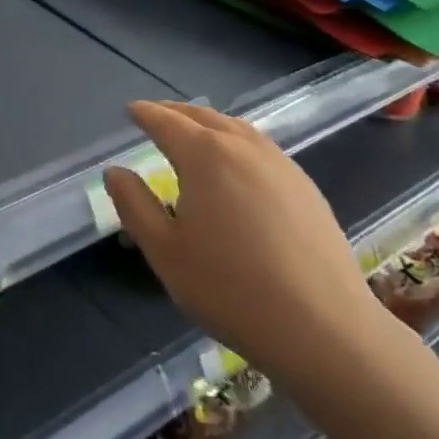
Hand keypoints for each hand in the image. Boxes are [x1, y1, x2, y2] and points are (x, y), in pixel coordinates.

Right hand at [104, 101, 397, 389]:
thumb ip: (135, 205)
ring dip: (209, 123)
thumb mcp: (165, 251)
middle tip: (156, 115)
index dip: (145, 114)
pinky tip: (236, 165)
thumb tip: (115, 171)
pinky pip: (261, 148)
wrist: (323, 328)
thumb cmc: (230, 288)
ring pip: (237, 128)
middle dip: (175, 112)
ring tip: (194, 133)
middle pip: (203, 116)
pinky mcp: (306, 187)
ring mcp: (281, 165)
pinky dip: (237, 142)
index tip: (130, 110)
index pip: (166, 122)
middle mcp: (243, 147)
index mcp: (205, 155)